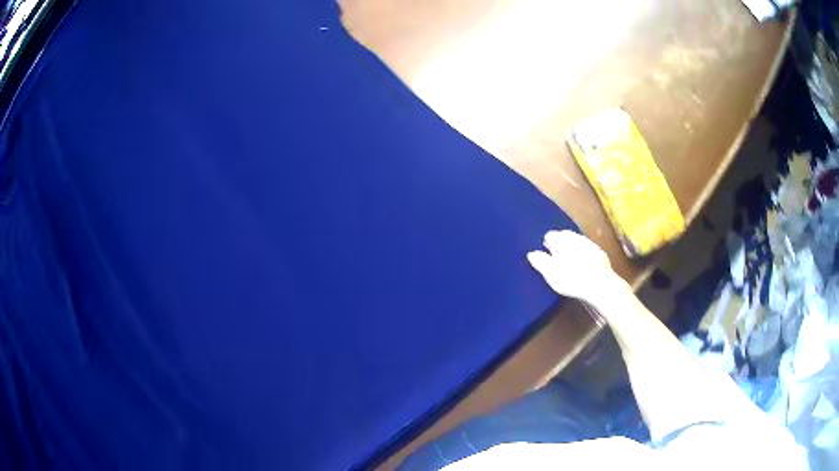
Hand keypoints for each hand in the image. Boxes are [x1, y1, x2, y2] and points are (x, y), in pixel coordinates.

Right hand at [527, 230, 618, 304]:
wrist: (599, 284)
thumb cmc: (571, 279)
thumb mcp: (550, 274)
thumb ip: (540, 261)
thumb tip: (531, 253)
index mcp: (560, 240)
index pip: (549, 235)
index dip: (547, 245)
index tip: (546, 255)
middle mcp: (574, 236)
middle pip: (564, 236)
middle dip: (560, 244)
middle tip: (557, 259)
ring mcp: (588, 242)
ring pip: (577, 241)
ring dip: (572, 248)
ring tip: (570, 262)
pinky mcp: (599, 252)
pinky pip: (588, 249)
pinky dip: (584, 254)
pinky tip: (584, 265)